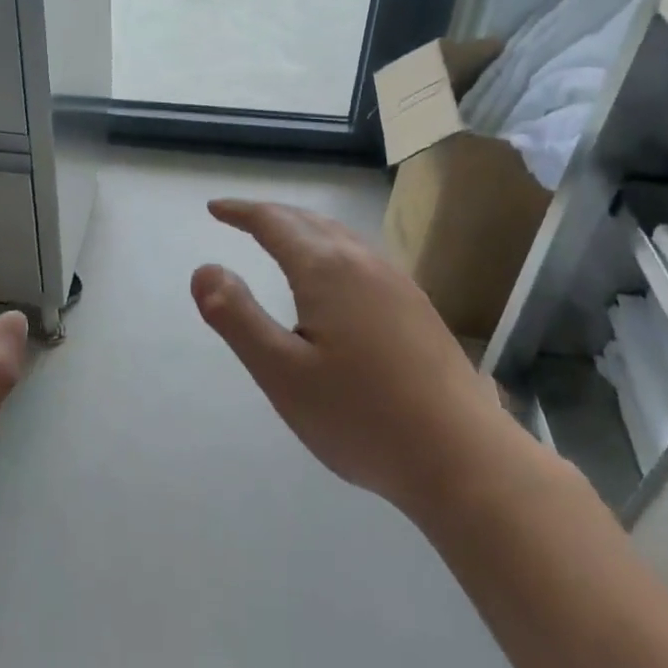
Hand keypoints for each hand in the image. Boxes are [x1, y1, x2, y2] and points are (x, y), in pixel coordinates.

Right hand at [192, 199, 526, 521]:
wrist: (463, 458)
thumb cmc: (361, 417)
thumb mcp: (282, 373)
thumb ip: (237, 317)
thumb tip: (204, 269)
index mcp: (325, 269)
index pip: (274, 222)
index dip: (241, 212)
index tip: (215, 209)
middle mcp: (362, 262)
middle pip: (308, 221)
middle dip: (270, 215)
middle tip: (241, 219)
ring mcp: (397, 282)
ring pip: (339, 236)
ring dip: (303, 228)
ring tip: (281, 238)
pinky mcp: (417, 306)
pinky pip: (361, 256)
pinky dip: (330, 247)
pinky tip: (335, 277)